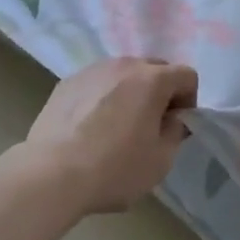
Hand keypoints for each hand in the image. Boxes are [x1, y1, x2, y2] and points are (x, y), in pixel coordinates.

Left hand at [24, 57, 197, 214]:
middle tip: (150, 124)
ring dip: (130, 92)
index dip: (188, 100)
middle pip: (155, 68)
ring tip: (117, 125)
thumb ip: (176, 131)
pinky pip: (97, 82)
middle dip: (160, 92)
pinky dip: (102, 97)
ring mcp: (92, 70)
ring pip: (123, 73)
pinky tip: (90, 126)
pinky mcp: (67, 82)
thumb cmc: (114, 168)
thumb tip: (172, 117)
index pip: (186, 75)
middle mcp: (124, 65)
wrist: (51, 174)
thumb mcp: (161, 160)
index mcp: (152, 79)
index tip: (176, 126)